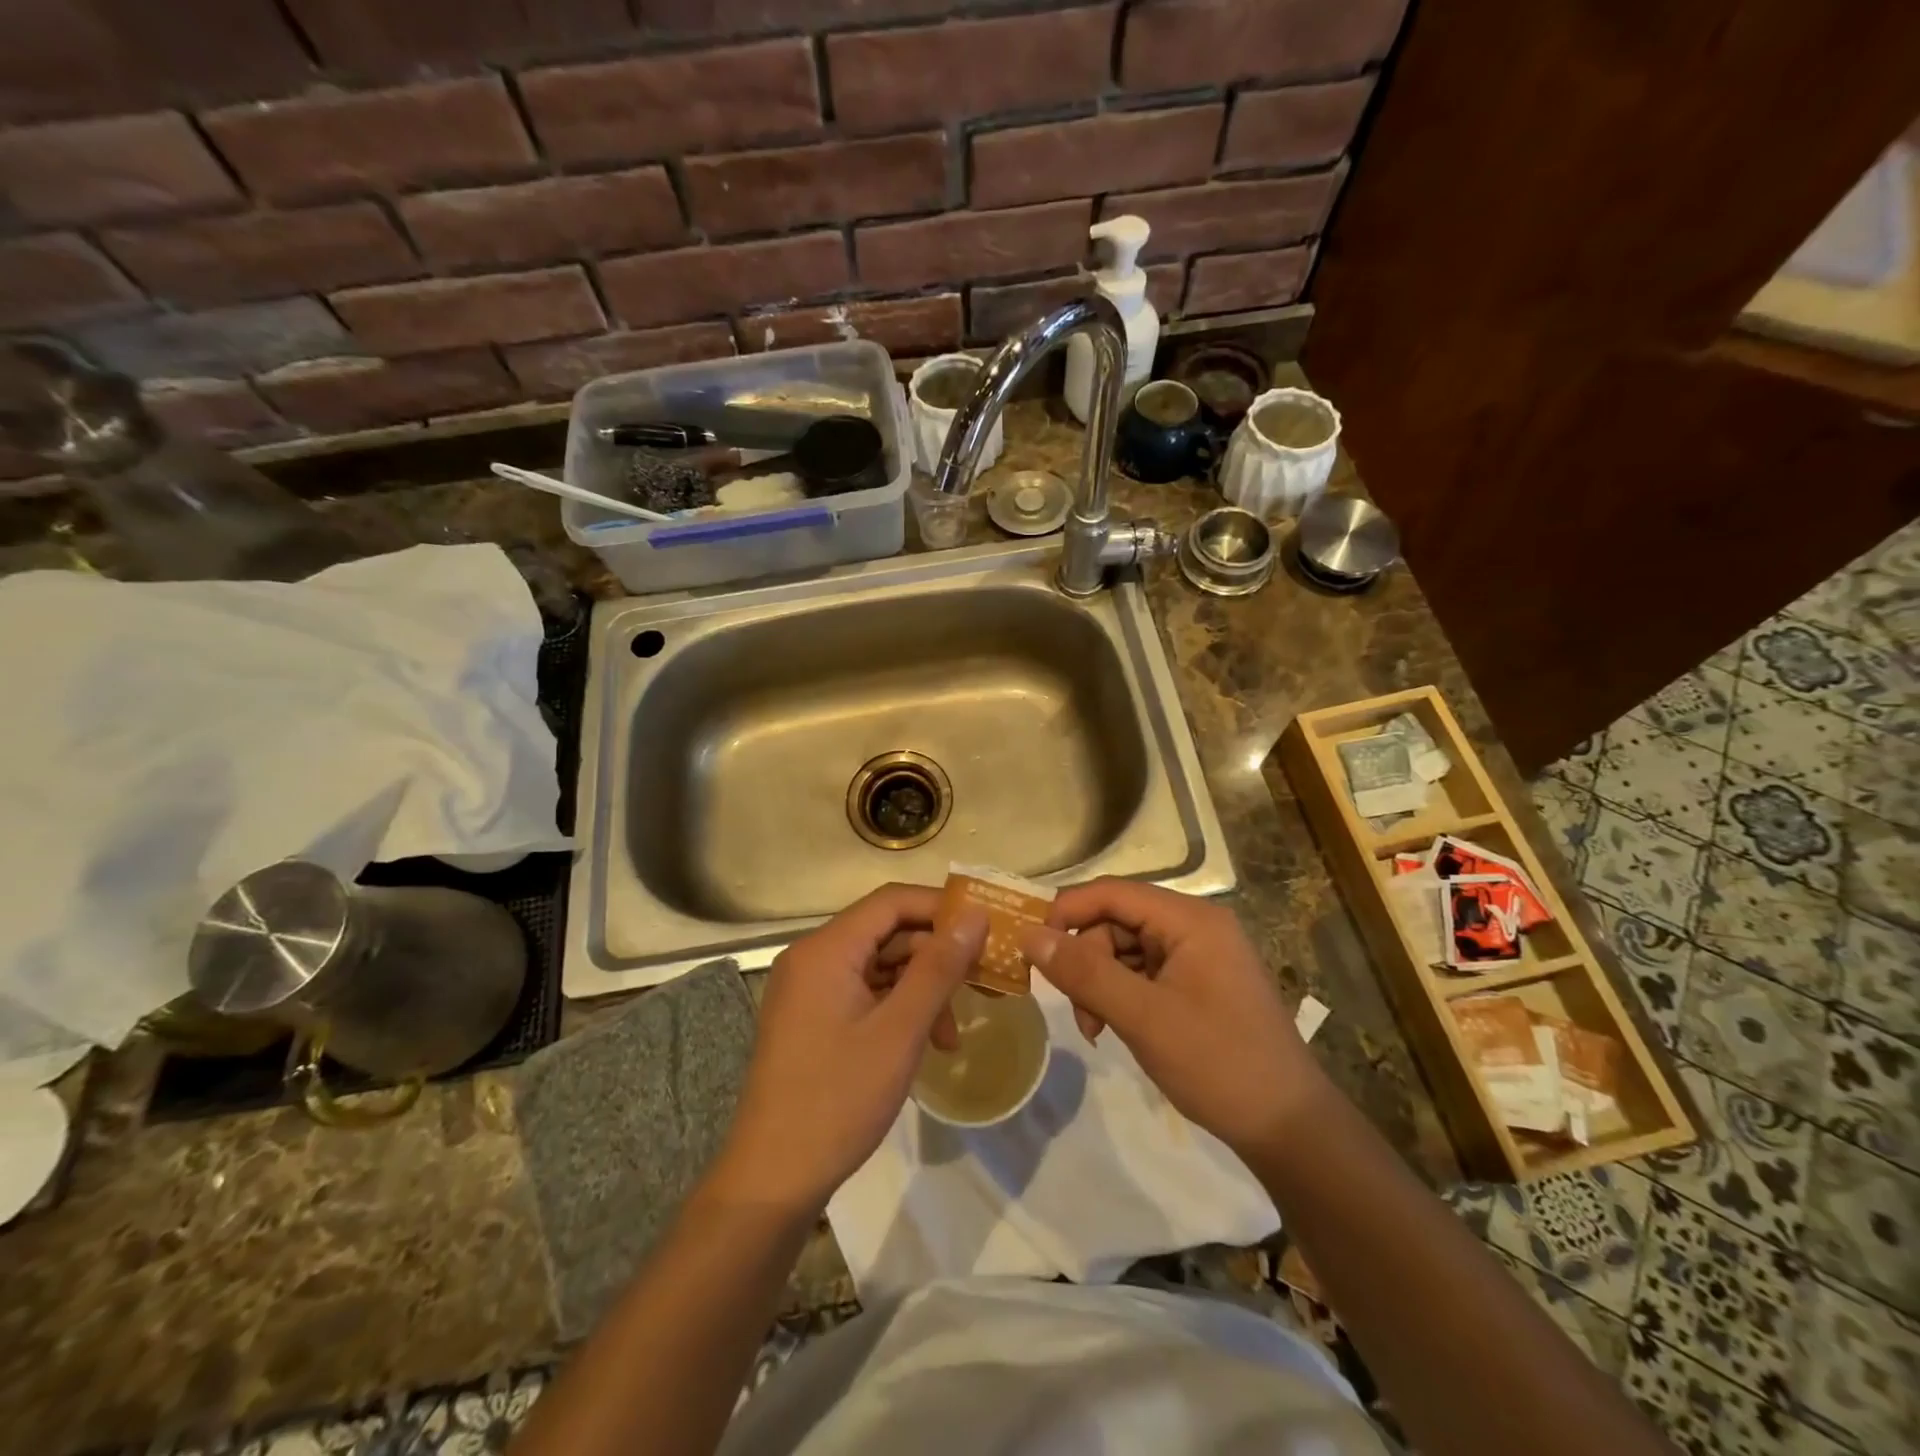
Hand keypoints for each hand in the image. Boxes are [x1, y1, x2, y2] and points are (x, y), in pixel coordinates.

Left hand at [712, 885, 987, 1215]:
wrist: (772, 1179)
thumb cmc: (838, 1099)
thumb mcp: (900, 1031)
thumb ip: (939, 968)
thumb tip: (975, 916)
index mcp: (826, 949)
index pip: (892, 901)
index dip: (942, 907)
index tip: (985, 926)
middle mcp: (813, 957)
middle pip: (887, 933)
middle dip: (936, 957)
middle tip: (983, 982)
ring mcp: (809, 989)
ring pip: (880, 966)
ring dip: (921, 990)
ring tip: (952, 1035)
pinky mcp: (812, 1017)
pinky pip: (864, 993)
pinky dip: (898, 1009)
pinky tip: (925, 1044)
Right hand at [1020, 878, 1330, 1159]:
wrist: (1288, 1128)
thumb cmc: (1218, 1063)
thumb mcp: (1143, 1017)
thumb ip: (1084, 973)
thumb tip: (1028, 936)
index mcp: (1190, 919)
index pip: (1112, 892)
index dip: (1066, 912)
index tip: (1033, 948)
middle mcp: (1195, 926)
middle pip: (1116, 922)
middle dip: (1086, 961)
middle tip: (1077, 1012)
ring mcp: (1198, 955)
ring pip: (1124, 949)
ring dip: (1100, 984)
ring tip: (1095, 1030)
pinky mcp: (1198, 983)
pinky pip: (1143, 973)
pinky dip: (1120, 996)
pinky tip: (1114, 1029)